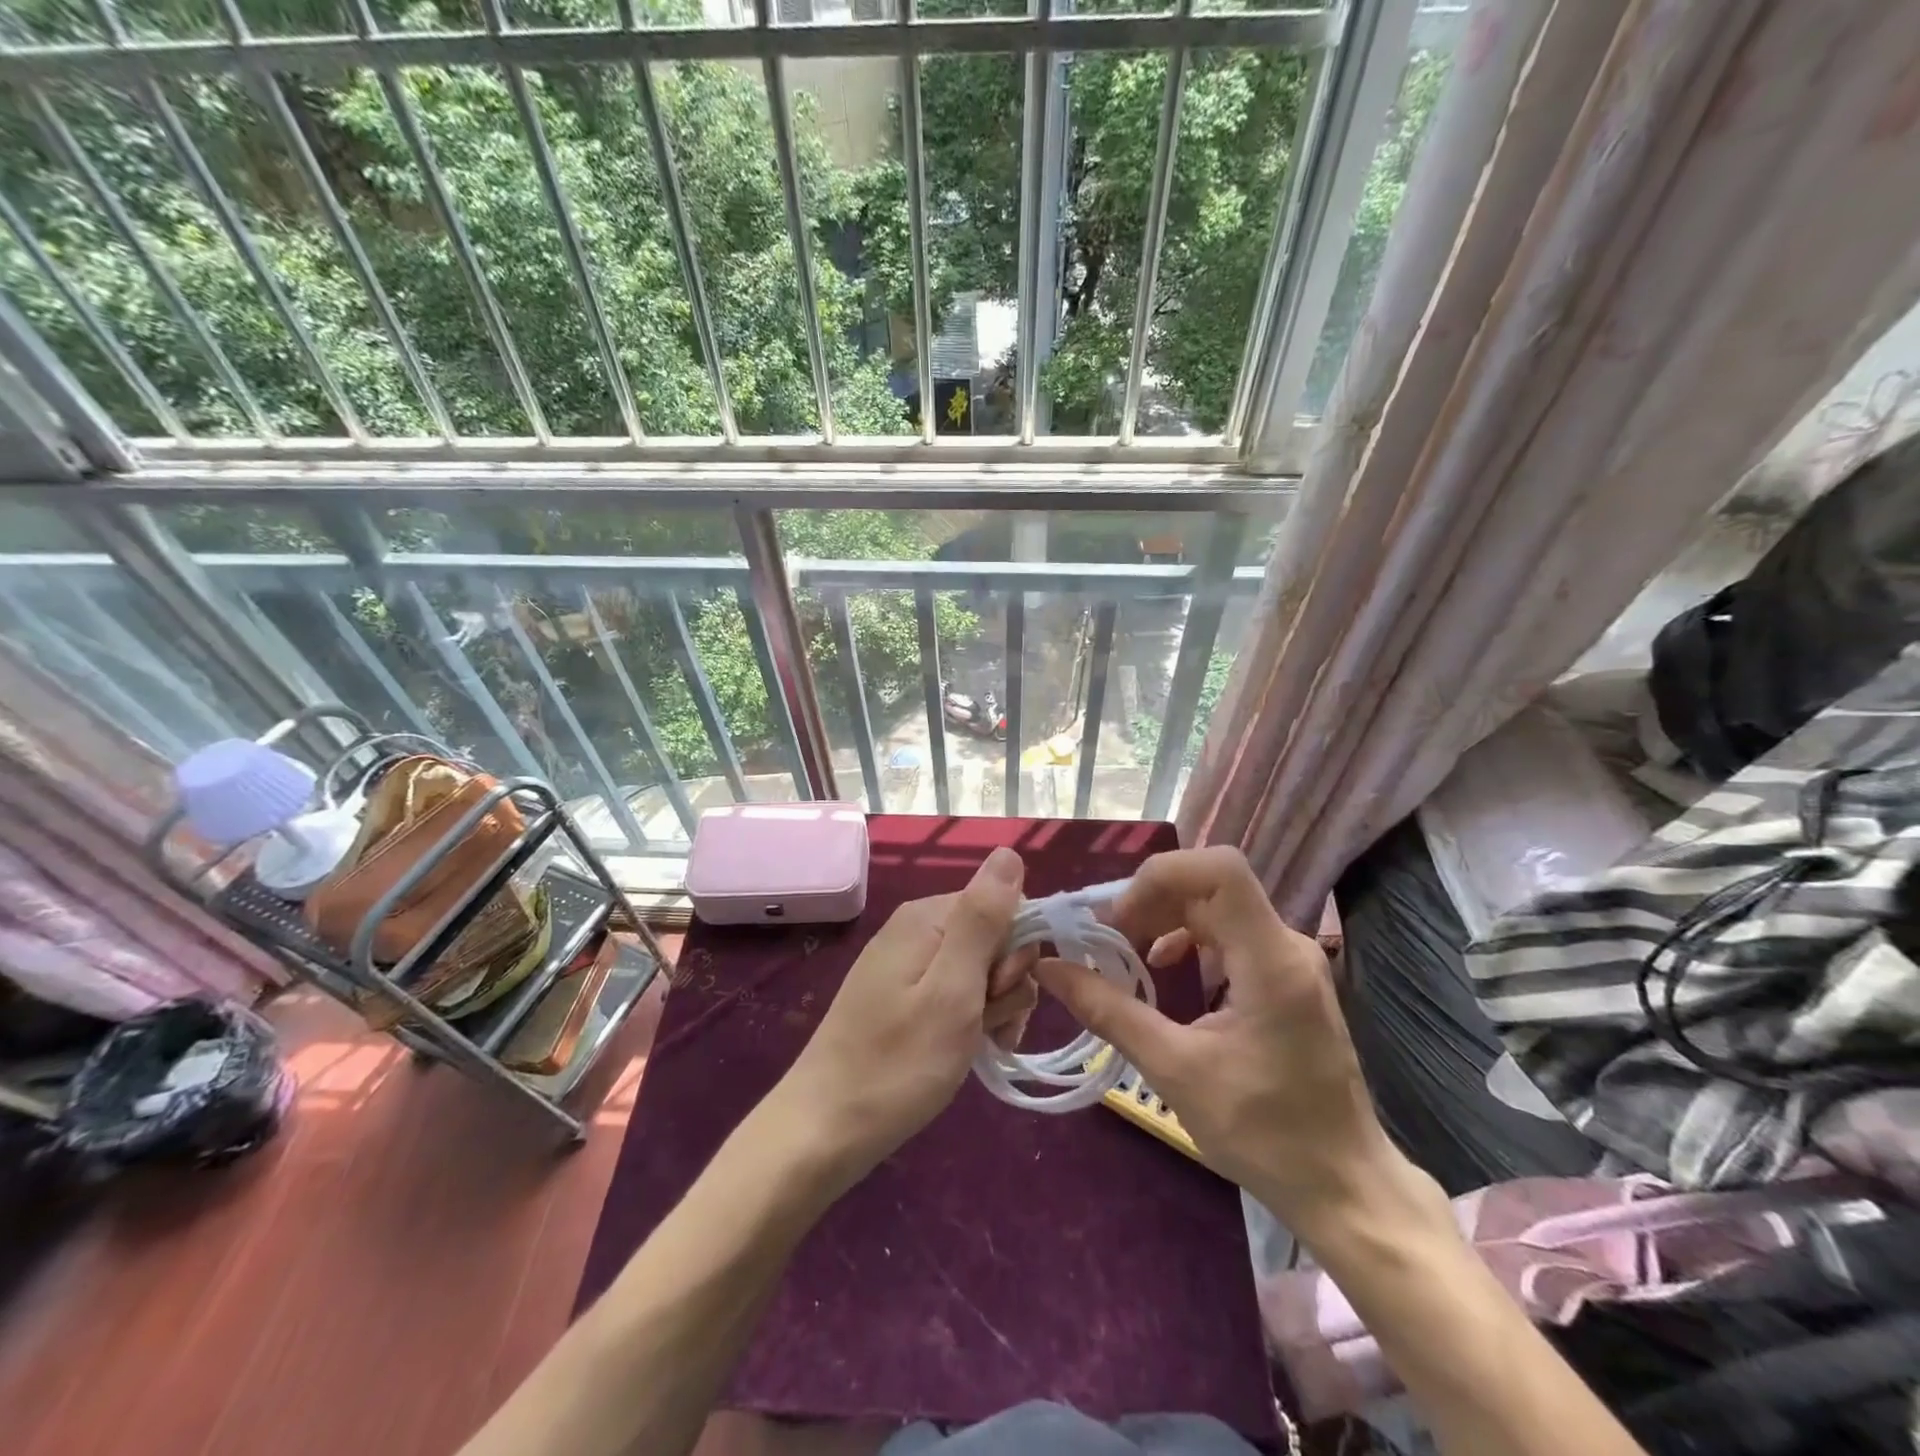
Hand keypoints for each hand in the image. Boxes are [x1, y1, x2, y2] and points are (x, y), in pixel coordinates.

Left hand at [775, 846, 1036, 1176]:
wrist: (826, 1129)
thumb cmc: (897, 1063)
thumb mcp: (952, 990)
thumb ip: (983, 919)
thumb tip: (1009, 851)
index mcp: (927, 917)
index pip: (1006, 906)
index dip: (1016, 953)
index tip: (997, 995)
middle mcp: (917, 929)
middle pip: (995, 938)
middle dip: (1004, 984)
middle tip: (982, 1026)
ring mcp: (908, 964)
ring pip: (981, 970)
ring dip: (992, 1008)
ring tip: (973, 1045)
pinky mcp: (904, 995)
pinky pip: (958, 992)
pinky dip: (971, 1020)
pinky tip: (966, 1049)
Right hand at [1034, 846, 1439, 1240]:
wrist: (1343, 1185)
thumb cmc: (1265, 1133)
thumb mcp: (1175, 1071)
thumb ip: (1109, 1011)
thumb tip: (1049, 968)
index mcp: (1270, 960)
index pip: (1220, 870)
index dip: (1160, 877)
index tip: (1118, 920)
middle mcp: (1286, 944)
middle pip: (1210, 884)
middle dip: (1150, 900)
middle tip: (1104, 937)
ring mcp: (1289, 958)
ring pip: (1216, 903)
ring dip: (1164, 915)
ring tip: (1122, 949)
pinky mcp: (1284, 975)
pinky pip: (1228, 931)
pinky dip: (1186, 936)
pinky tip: (1160, 965)